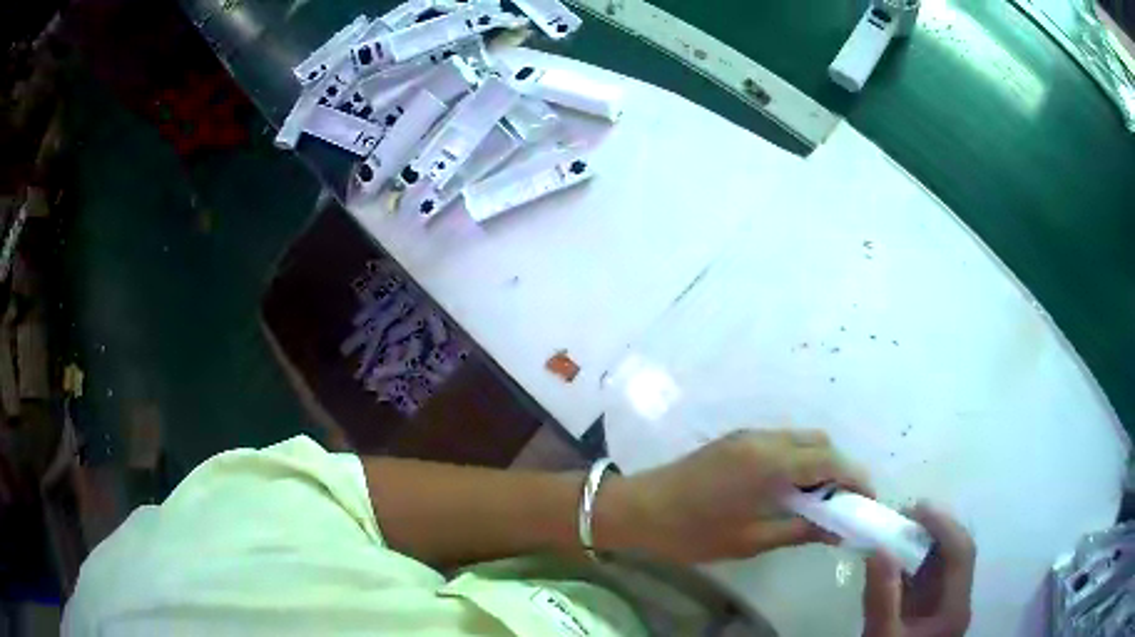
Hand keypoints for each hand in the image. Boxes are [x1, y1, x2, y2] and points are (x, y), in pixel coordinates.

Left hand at [602, 429, 870, 562]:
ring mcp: (748, 436)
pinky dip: (798, 460)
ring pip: (801, 440)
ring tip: (820, 499)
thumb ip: (800, 529)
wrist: (637, 509)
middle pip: (820, 443)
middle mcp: (765, 439)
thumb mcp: (750, 539)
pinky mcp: (736, 440)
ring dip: (819, 463)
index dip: (856, 478)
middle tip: (843, 503)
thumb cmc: (692, 532)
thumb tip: (838, 529)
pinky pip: (781, 443)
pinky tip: (792, 488)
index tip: (869, 501)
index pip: (831, 460)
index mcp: (771, 462)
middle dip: (840, 469)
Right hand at [862, 504, 975, 636]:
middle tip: (905, 515)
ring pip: (944, 562)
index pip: (961, 553)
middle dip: (935, 529)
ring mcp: (945, 604)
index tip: (915, 509)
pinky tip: (895, 557)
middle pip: (957, 553)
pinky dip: (913, 561)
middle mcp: (957, 599)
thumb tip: (879, 550)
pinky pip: (928, 576)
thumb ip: (882, 598)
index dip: (943, 526)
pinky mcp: (930, 609)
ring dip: (924, 542)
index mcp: (954, 607)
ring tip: (898, 529)